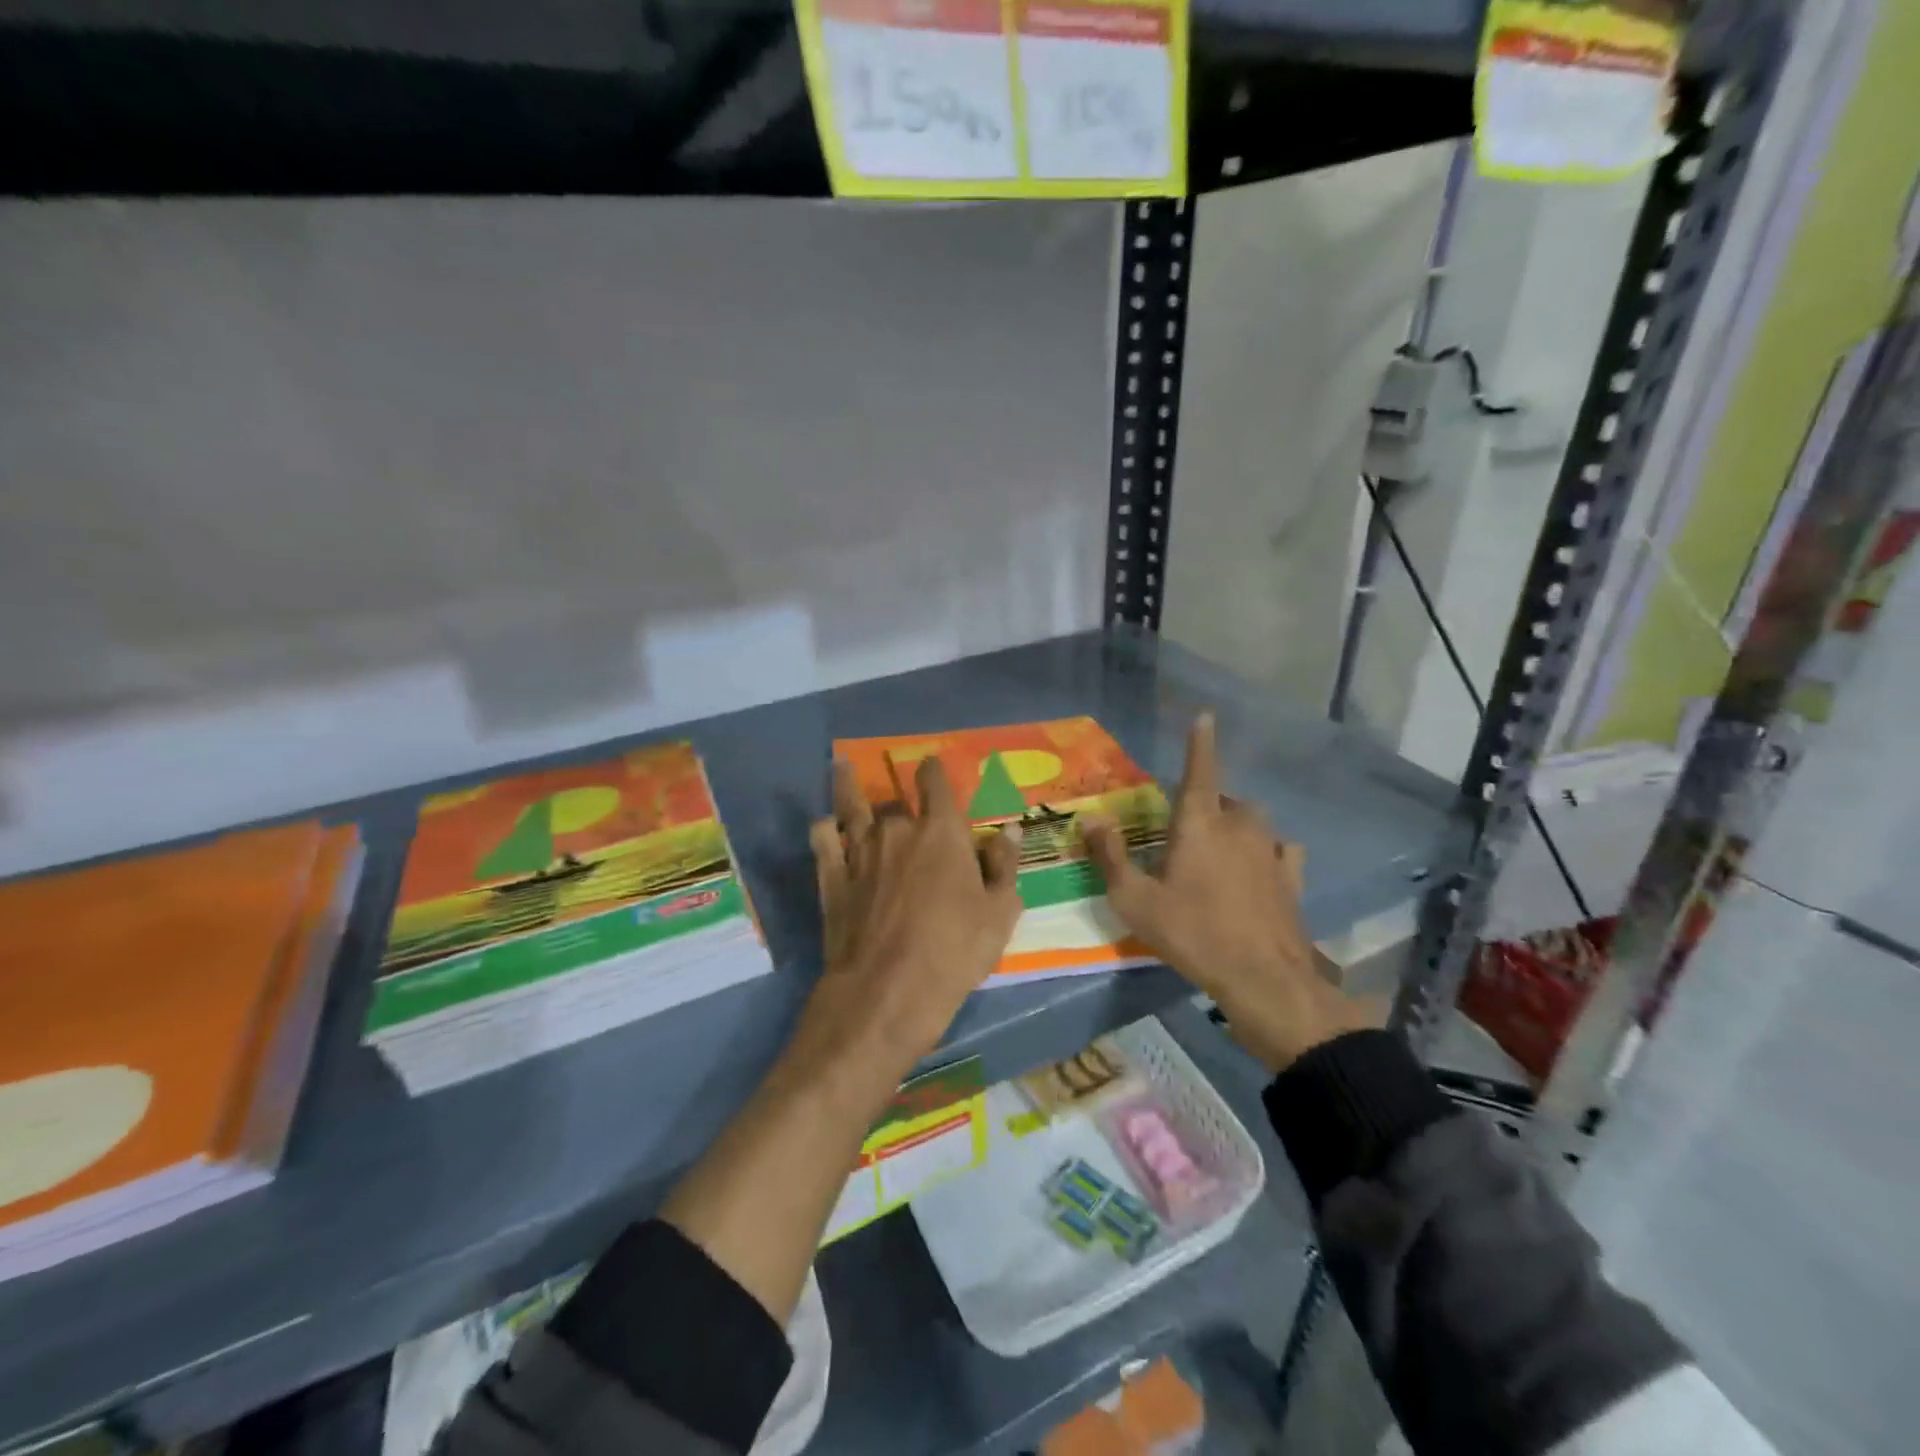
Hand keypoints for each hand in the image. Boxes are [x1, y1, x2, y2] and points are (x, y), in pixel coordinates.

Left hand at [796, 755, 1023, 1081]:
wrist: (887, 991)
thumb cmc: (954, 952)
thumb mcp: (999, 913)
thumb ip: (1004, 866)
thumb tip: (1009, 830)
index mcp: (941, 831)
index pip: (935, 783)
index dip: (933, 771)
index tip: (930, 766)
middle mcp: (897, 829)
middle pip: (896, 802)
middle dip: (902, 803)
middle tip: (906, 812)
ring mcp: (859, 851)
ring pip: (851, 807)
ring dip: (847, 786)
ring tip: (839, 767)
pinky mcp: (831, 877)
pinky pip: (823, 839)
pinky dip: (824, 829)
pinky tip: (825, 826)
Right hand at [1083, 713, 1371, 1071]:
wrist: (1263, 978)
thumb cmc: (1193, 933)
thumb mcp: (1136, 900)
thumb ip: (1111, 856)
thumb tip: (1092, 818)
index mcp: (1200, 823)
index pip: (1199, 770)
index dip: (1200, 743)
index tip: (1206, 716)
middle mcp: (1239, 825)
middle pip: (1223, 800)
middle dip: (1206, 805)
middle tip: (1184, 832)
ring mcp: (1271, 850)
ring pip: (1251, 822)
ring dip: (1235, 827)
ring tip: (1219, 850)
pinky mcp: (1292, 877)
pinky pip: (1280, 850)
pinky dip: (1267, 851)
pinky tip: (1262, 868)